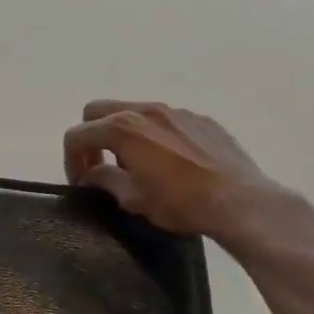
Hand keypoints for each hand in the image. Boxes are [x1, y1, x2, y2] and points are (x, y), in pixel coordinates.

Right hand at [62, 100, 289, 244]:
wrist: (241, 202)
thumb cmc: (180, 203)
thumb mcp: (133, 199)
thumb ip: (105, 181)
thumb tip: (92, 175)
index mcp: (121, 128)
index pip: (77, 135)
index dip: (71, 160)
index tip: (82, 183)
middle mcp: (145, 110)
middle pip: (98, 111)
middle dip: (91, 136)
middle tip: (100, 166)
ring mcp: (175, 111)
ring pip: (134, 112)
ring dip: (124, 134)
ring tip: (137, 164)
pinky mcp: (201, 119)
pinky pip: (166, 120)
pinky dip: (155, 136)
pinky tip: (171, 163)